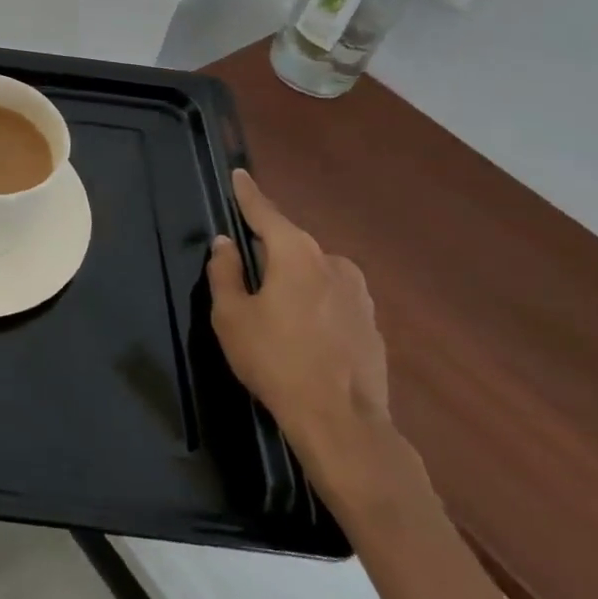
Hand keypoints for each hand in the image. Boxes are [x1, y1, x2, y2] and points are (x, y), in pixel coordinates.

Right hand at [208, 170, 399, 511]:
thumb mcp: (232, 316)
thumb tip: (226, 244)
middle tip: (245, 270)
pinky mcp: (372, 323)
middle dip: (268, 251)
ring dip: (293, 280)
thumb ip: (225, 273)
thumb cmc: (276, 361)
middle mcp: (332, 262)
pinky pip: (332, 299)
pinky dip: (314, 304)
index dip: (248, 194)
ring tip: (273, 311)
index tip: (239, 174)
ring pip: (314, 273)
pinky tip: (302, 334)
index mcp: (296, 253)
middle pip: (290, 244)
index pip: (265, 212)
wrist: (344, 424)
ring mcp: (359, 293)